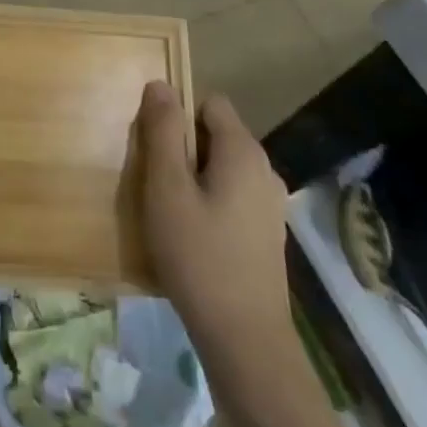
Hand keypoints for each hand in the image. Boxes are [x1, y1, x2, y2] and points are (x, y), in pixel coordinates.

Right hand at [138, 81, 299, 380]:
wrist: (245, 341)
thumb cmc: (199, 256)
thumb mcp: (167, 188)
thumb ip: (163, 132)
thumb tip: (161, 84)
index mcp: (243, 151)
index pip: (208, 103)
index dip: (178, 117)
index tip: (156, 150)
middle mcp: (265, 169)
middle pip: (216, 135)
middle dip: (183, 149)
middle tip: (157, 185)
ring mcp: (270, 204)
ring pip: (223, 168)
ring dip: (195, 179)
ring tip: (170, 214)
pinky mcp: (267, 234)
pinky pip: (232, 197)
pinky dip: (210, 204)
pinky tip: (193, 238)